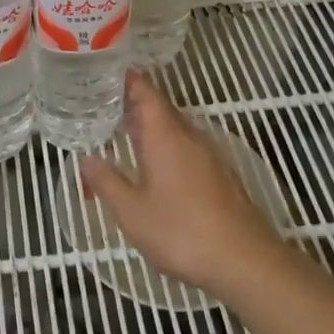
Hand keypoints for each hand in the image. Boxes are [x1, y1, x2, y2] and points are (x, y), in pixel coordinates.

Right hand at [80, 71, 283, 298]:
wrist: (245, 261)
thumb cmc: (182, 232)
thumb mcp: (132, 212)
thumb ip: (107, 182)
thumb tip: (87, 159)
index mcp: (166, 136)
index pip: (146, 92)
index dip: (127, 79)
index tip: (106, 72)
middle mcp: (189, 137)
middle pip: (160, 109)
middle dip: (134, 104)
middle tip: (104, 104)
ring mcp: (209, 156)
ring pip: (175, 130)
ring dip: (150, 128)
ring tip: (123, 134)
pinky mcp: (220, 177)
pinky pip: (186, 149)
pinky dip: (166, 148)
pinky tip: (155, 168)